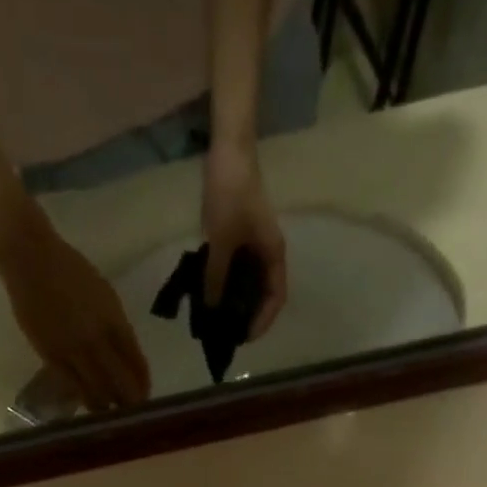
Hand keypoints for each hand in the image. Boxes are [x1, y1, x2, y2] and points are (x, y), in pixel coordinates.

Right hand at [0, 218, 150, 411]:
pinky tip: (88, 403)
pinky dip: (83, 398)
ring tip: (111, 413)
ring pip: (96, 392)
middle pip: (120, 385)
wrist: (30, 259)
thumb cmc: (71, 272)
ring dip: (106, 406)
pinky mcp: (50, 357)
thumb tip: (126, 358)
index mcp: (114, 321)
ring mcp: (72, 350)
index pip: (137, 364)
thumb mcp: (105, 296)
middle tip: (132, 414)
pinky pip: (72, 387)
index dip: (143, 384)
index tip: (145, 396)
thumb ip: (117, 327)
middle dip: (129, 403)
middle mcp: (96, 340)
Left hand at [202, 144, 287, 339]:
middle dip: (248, 315)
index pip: (276, 298)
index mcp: (273, 254)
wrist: (228, 149)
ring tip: (218, 317)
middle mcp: (269, 253)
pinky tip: (213, 292)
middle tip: (227, 332)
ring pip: (251, 282)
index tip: (244, 337)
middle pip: (264, 293)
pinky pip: (240, 269)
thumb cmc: (231, 195)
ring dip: (238, 301)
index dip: (262, 321)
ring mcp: (257, 244)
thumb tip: (211, 310)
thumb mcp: (221, 242)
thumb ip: (216, 278)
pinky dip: (230, 284)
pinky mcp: (244, 236)